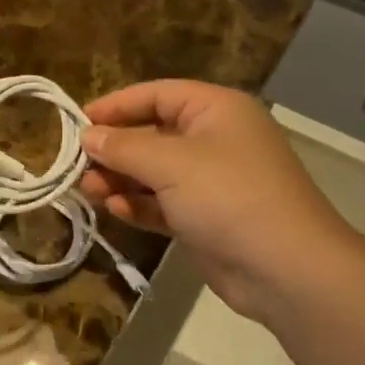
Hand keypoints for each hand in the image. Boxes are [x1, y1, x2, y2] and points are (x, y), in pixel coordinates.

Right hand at [79, 80, 361, 322]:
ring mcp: (211, 181)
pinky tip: (116, 211)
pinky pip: (163, 203)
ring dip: (121, 180)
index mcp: (216, 110)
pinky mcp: (205, 218)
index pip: (157, 95)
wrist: (286, 269)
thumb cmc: (228, 197)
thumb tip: (88, 135)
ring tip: (89, 191)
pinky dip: (139, 205)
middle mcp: (214, 139)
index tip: (78, 122)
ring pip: (154, 172)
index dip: (116, 105)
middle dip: (115, 149)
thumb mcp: (170, 163)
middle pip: (152, 133)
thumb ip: (124, 147)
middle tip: (79, 165)